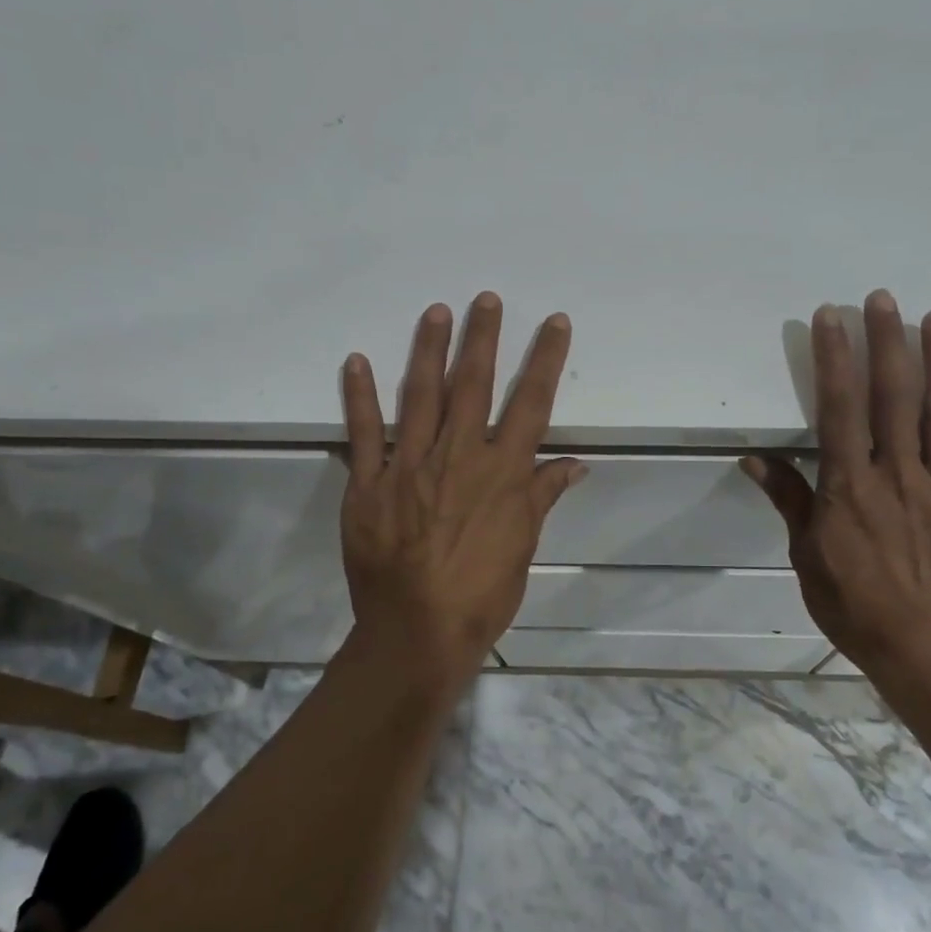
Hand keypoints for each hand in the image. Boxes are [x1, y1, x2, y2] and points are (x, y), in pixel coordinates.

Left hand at [339, 292, 586, 688]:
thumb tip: (575, 463)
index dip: (546, 360)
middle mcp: (459, 457)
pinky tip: (356, 361)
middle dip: (484, 338)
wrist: (418, 631)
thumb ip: (542, 496)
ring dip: (430, 350)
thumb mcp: (523, 547)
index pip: (531, 403)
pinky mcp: (369, 483)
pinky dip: (359, 396)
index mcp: (502, 472)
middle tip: (486, 299)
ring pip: (422, 395)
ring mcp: (410, 466)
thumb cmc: (482, 594)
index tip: (555, 323)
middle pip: (474, 385)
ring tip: (436, 312)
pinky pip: (363, 432)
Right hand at [741, 292, 930, 697]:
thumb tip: (753, 458)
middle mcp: (899, 476)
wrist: (926, 654)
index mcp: (851, 487)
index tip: (831, 318)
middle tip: (882, 299)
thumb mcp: (807, 557)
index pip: (839, 409)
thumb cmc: (854, 607)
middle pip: (893, 399)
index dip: (834, 360)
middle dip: (886, 344)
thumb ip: (790, 501)